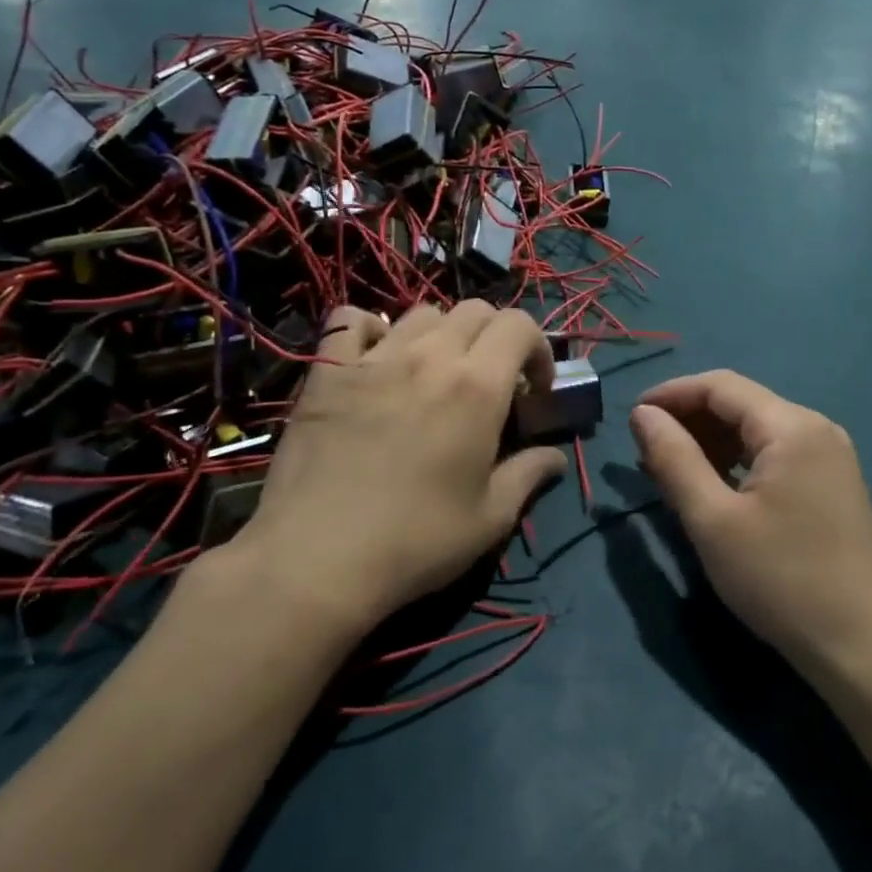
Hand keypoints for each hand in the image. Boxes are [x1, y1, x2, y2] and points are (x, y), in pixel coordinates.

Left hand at [231, 302, 564, 631]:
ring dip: (443, 334)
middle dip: (496, 338)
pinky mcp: (327, 372)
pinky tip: (374, 358)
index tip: (535, 389)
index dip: (538, 348)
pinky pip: (349, 321)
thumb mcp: (490, 519)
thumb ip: (529, 475)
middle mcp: (430, 358)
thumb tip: (555, 457)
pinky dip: (369, 329)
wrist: (317, 559)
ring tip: (436, 373)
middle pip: (475, 311)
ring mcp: (374, 359)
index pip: (519, 325)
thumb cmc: (416, 541)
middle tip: (492, 381)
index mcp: (477, 387)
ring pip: (421, 313)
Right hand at [629, 372, 871, 682]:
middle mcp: (815, 429)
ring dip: (710, 442)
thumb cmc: (781, 579)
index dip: (671, 394)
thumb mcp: (713, 520)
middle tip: (645, 451)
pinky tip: (712, 487)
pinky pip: (774, 456)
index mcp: (791, 426)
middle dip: (689, 419)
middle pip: (740, 404)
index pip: (720, 386)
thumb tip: (642, 414)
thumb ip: (674, 458)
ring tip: (670, 470)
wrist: (863, 647)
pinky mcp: (831, 486)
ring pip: (756, 431)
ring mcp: (829, 458)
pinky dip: (737, 462)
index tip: (631, 417)